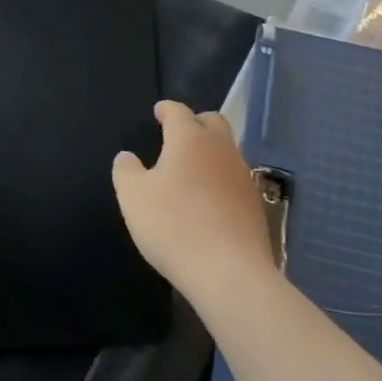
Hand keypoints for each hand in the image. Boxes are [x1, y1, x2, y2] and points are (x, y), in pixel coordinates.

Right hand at [112, 101, 279, 303]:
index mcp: (190, 138)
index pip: (178, 111)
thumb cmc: (174, 225)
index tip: (158, 112)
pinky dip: (220, 178)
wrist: (230, 271)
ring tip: (191, 168)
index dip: (166, 109)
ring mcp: (242, 176)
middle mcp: (221, 148)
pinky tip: (209, 198)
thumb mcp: (134, 197)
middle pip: (212, 122)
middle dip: (195, 122)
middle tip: (178, 134)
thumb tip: (127, 157)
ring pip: (226, 150)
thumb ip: (126, 171)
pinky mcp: (255, 203)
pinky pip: (234, 178)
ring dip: (210, 151)